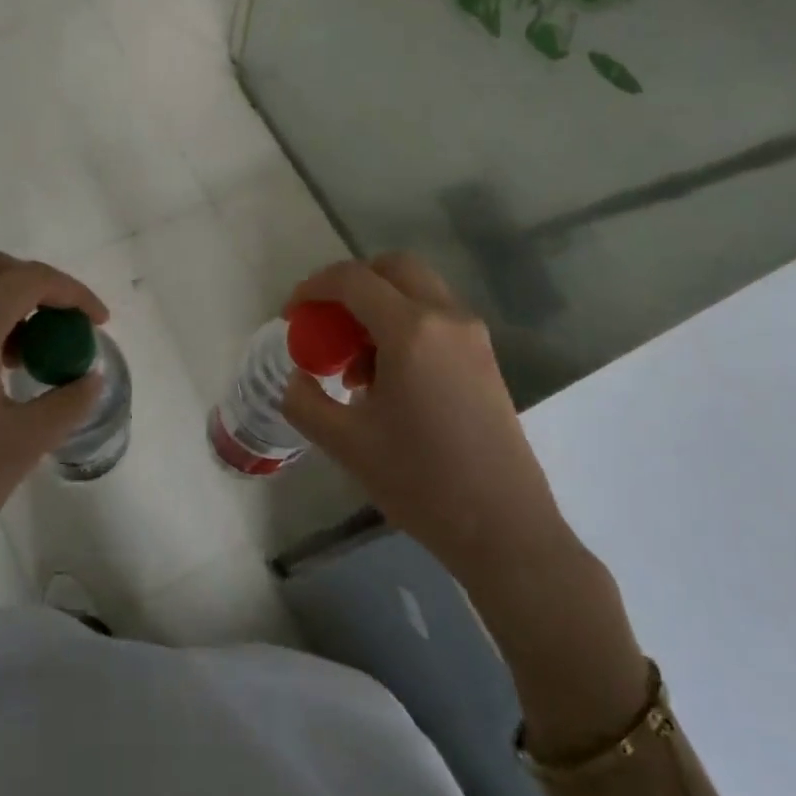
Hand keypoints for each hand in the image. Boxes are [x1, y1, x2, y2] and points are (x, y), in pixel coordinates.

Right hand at [281, 254, 572, 584]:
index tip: (292, 315)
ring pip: (418, 291)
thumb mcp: (345, 443)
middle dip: (352, 284)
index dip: (313, 288)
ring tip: (354, 365)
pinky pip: (437, 318)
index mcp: (410, 331)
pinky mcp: (485, 358)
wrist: (503, 527)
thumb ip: (305, 401)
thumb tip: (296, 378)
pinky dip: (404, 326)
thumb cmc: (420, 482)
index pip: (352, 279)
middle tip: (326, 321)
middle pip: (393, 268)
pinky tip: (388, 380)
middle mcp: (446, 318)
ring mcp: (472, 336)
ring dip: (379, 307)